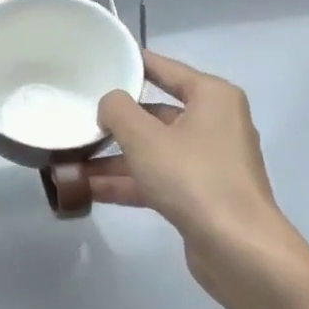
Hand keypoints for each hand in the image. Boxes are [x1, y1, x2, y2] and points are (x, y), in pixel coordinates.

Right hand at [91, 51, 308, 308]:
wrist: (238, 249)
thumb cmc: (193, 178)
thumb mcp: (145, 138)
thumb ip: (117, 111)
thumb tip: (109, 103)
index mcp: (212, 98)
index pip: (165, 69)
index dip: (132, 63)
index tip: (100, 59)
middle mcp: (214, 124)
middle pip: (155, 113)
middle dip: (115, 121)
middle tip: (76, 116)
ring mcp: (208, 162)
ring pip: (152, 150)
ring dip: (114, 157)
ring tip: (70, 159)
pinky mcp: (199, 195)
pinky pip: (156, 178)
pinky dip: (127, 181)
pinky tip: (88, 188)